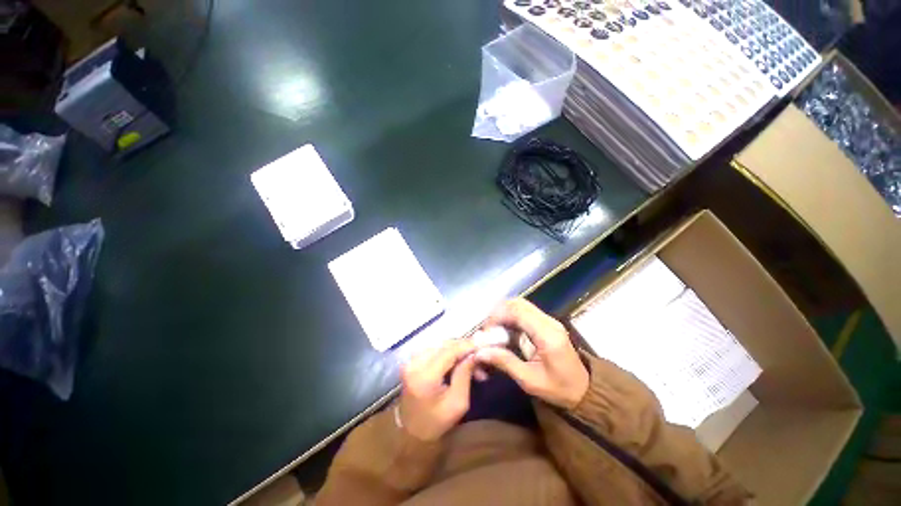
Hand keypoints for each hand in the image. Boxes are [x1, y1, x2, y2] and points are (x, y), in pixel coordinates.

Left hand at [398, 340, 477, 440]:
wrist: (410, 433)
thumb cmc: (436, 423)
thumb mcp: (457, 403)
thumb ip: (465, 375)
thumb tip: (474, 354)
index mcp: (425, 377)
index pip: (449, 351)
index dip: (466, 345)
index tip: (482, 343)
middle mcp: (415, 364)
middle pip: (444, 345)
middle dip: (463, 347)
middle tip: (479, 355)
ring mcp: (411, 361)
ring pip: (439, 345)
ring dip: (456, 349)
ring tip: (471, 360)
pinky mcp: (411, 360)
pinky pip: (433, 349)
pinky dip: (447, 352)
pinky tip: (457, 360)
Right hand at [475, 299, 588, 409]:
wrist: (584, 391)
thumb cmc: (558, 389)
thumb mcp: (529, 380)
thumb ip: (505, 362)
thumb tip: (480, 352)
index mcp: (547, 335)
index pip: (518, 312)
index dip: (498, 316)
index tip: (486, 331)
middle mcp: (549, 322)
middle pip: (519, 303)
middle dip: (499, 312)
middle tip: (489, 330)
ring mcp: (549, 320)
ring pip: (521, 305)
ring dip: (505, 313)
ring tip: (495, 330)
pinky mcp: (547, 323)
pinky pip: (525, 311)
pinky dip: (511, 316)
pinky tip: (505, 330)